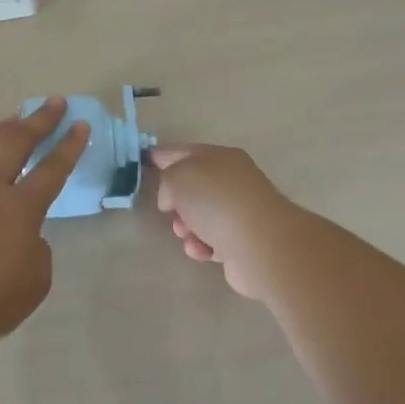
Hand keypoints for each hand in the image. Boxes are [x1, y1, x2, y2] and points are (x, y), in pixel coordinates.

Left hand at [0, 98, 88, 354]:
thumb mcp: (35, 281)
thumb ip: (37, 249)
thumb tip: (25, 234)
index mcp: (22, 207)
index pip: (53, 168)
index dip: (70, 145)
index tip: (81, 124)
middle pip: (18, 141)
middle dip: (40, 119)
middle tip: (54, 102)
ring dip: (2, 128)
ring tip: (14, 118)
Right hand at [151, 143, 302, 302]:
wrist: (260, 245)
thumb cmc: (217, 202)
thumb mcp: (179, 177)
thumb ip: (167, 180)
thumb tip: (173, 198)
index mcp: (220, 157)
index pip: (183, 152)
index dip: (162, 156)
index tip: (144, 162)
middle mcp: (232, 181)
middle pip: (191, 187)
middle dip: (175, 201)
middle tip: (171, 211)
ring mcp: (239, 211)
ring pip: (199, 216)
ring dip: (186, 227)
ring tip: (187, 235)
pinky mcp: (241, 241)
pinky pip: (210, 241)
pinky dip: (202, 246)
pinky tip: (203, 251)